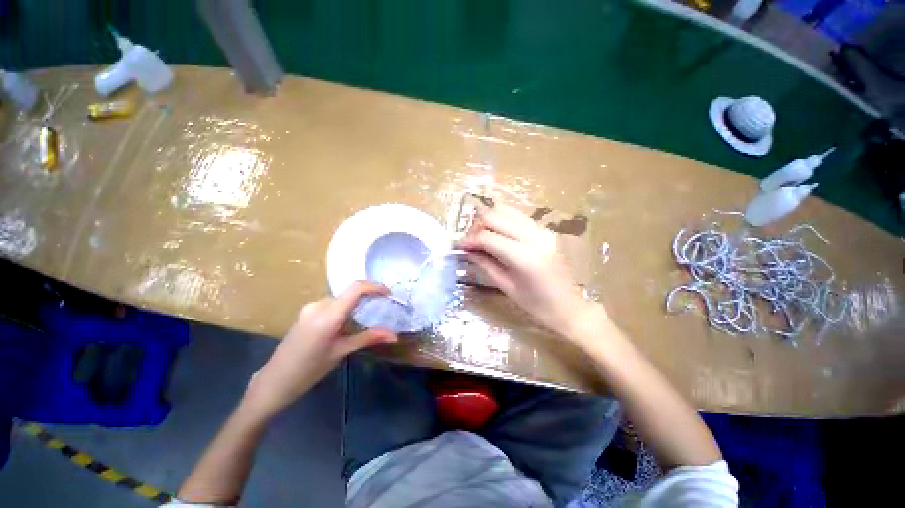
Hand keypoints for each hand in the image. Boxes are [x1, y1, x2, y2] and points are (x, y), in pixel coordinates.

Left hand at [244, 281, 396, 417]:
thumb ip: (368, 338)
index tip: (388, 293)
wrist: (275, 381)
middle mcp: (318, 305)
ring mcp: (310, 307)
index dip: (375, 287)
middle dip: (367, 299)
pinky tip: (345, 325)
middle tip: (381, 309)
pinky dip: (344, 309)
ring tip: (365, 321)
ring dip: (355, 305)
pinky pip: (332, 304)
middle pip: (349, 294)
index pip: (356, 289)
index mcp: (328, 315)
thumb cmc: (309, 370)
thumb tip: (394, 335)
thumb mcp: (341, 352)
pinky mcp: (306, 311)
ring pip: (341, 299)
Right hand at [458, 204, 600, 337]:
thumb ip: (485, 264)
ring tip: (482, 237)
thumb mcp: (506, 286)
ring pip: (506, 210)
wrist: (568, 306)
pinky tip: (497, 235)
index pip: (488, 237)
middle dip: (477, 226)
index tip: (461, 247)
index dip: (470, 240)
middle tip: (471, 242)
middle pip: (495, 216)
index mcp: (525, 257)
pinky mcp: (544, 230)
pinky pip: (517, 216)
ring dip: (489, 221)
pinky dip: (502, 221)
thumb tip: (467, 250)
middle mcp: (534, 237)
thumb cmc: (536, 304)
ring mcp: (542, 230)